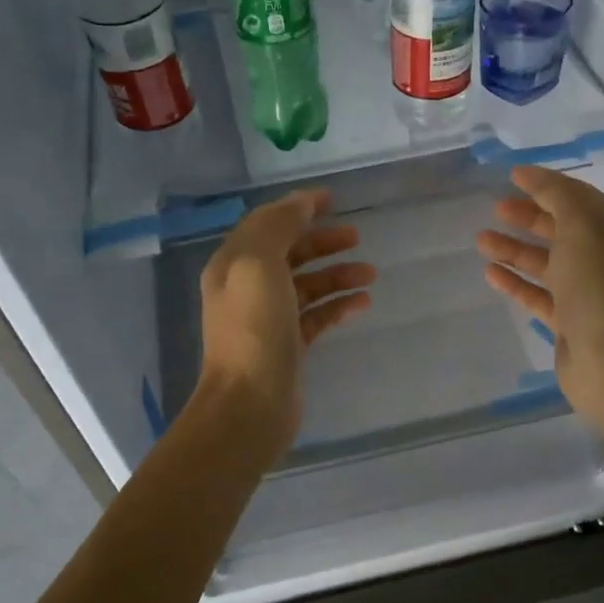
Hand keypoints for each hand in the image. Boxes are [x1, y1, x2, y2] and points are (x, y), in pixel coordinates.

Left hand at [196, 189, 375, 464]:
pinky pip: (316, 316)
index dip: (298, 208)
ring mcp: (268, 320)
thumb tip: (301, 202)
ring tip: (370, 274)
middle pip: (288, 254)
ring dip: (336, 274)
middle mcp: (247, 288)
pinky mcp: (288, 347)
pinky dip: (338, 305)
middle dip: (322, 242)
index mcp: (233, 264)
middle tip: (357, 236)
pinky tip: (363, 303)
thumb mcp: (259, 264)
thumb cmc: (254, 329)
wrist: (250, 403)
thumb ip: (279, 226)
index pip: (267, 224)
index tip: (333, 199)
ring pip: (306, 286)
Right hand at [476, 165, 603, 435]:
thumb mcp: (582, 227)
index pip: (581, 199)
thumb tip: (535, 178)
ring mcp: (590, 294)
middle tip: (496, 208)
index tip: (512, 177)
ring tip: (481, 240)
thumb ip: (558, 197)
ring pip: (548, 263)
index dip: (547, 185)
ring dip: (516, 249)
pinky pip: (540, 295)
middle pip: (563, 230)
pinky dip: (517, 282)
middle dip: (529, 217)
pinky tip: (491, 273)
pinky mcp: (571, 323)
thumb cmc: (600, 286)